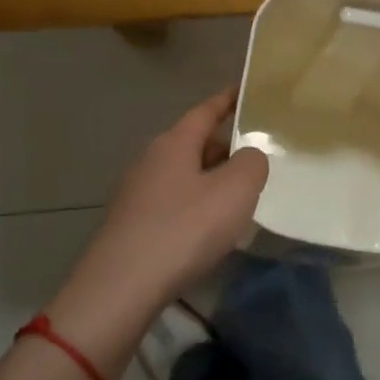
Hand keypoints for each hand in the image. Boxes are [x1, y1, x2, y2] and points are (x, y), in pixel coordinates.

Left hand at [47, 89, 269, 365]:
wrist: (122, 287)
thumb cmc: (184, 230)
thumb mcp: (234, 191)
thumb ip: (252, 163)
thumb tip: (250, 155)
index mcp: (174, 143)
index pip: (205, 111)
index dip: (227, 101)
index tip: (246, 92)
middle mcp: (150, 160)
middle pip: (194, 144)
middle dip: (224, 147)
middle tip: (257, 155)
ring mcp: (136, 193)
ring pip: (183, 176)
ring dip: (211, 180)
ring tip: (240, 195)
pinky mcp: (131, 224)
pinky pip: (173, 203)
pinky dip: (195, 206)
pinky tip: (210, 229)